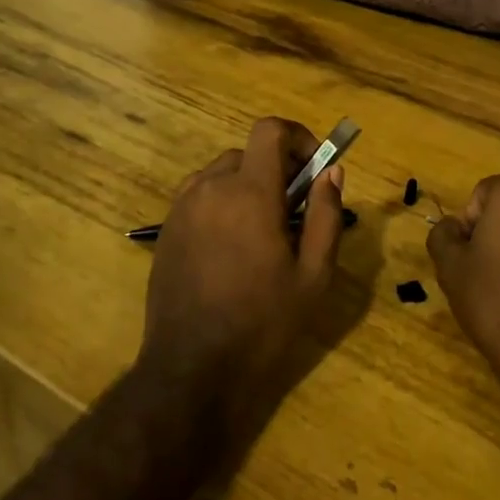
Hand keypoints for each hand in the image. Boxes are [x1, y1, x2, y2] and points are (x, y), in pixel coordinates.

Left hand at [140, 118, 345, 434]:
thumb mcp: (313, 275)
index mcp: (249, 193)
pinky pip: (200, 196)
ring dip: (248, 185)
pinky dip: (222, 203)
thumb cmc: (262, 323)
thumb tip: (332, 172)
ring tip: (263, 232)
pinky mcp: (167, 230)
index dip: (298, 137)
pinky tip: (232, 247)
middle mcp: (210, 188)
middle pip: (248, 153)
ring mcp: (182, 208)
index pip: (270, 130)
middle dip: (277, 169)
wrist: (191, 369)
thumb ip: (326, 216)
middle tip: (295, 211)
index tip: (315, 167)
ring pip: (222, 173)